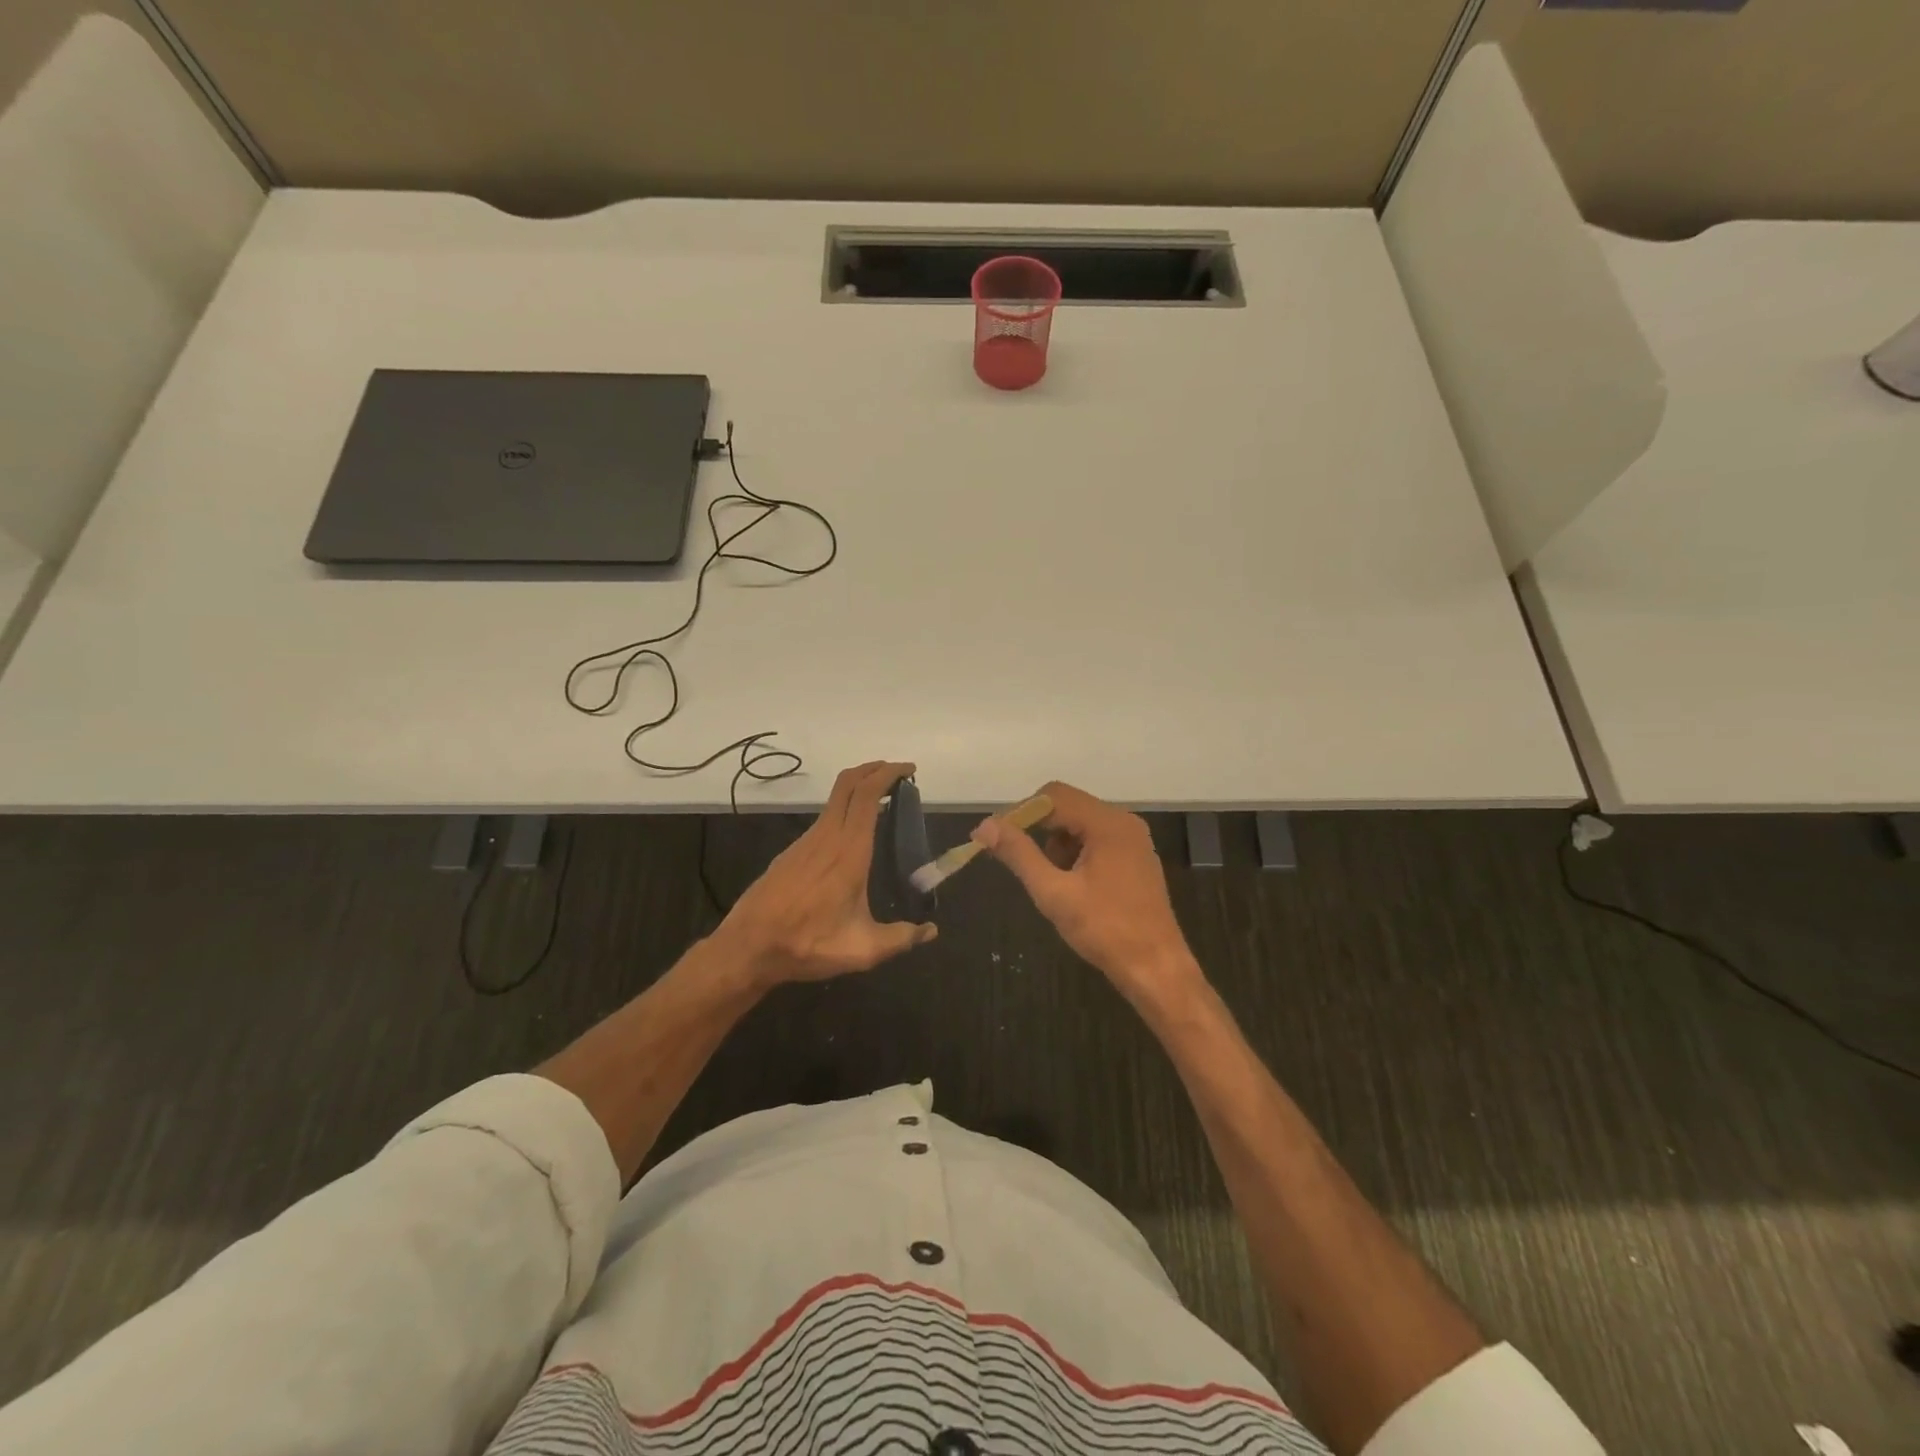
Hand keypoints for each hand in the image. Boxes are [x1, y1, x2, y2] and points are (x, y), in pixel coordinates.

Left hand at [715, 761, 937, 987]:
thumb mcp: (863, 949)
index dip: (888, 774)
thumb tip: (931, 932)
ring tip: (882, 806)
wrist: (748, 948)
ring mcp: (805, 842)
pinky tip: (852, 838)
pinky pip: (824, 820)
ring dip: (858, 791)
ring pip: (834, 800)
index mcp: (850, 851)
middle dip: (874, 770)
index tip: (909, 769)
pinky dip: (844, 812)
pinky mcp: (791, 853)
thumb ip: (902, 938)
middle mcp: (827, 836)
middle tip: (898, 775)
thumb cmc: (809, 943)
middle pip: (849, 783)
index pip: (868, 794)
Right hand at [972, 781, 1203, 1008]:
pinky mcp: (1135, 858)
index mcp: (1108, 823)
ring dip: (1056, 843)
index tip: (996, 837)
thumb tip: (986, 826)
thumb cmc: (1105, 930)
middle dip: (1037, 829)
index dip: (1020, 812)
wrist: (1156, 969)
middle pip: (1068, 806)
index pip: (1054, 796)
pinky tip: (1070, 885)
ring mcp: (1133, 840)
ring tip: (1048, 880)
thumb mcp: (1054, 893)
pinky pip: (1096, 840)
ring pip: (1080, 824)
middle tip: (1015, 859)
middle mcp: (1123, 822)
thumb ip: (1019, 855)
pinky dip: (1075, 853)